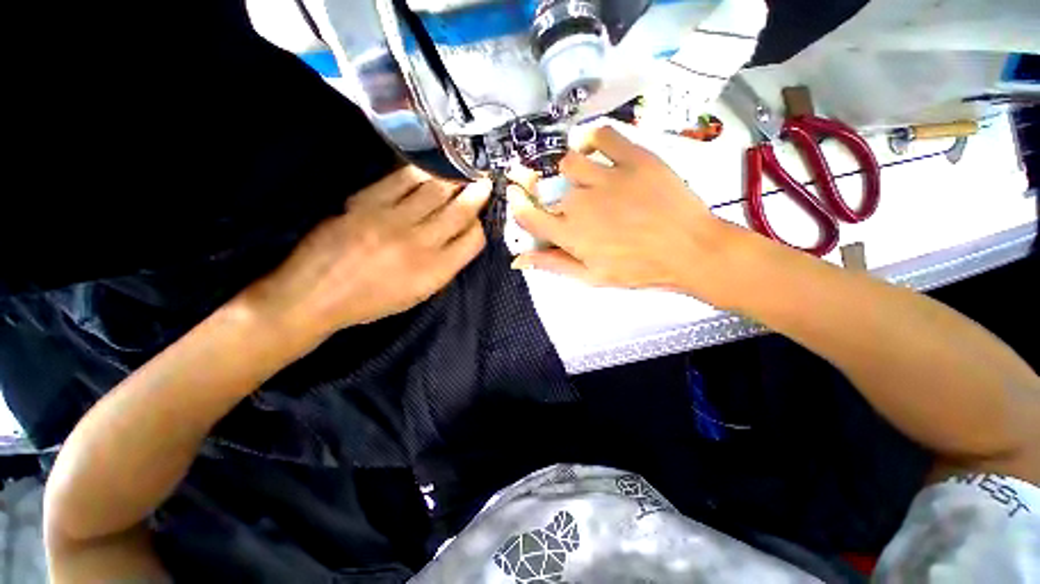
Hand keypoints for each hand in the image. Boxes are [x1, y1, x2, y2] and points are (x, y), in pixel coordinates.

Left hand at [246, 166, 490, 346]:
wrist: (315, 294)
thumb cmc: (372, 302)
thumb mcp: (418, 295)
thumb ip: (443, 267)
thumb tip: (457, 238)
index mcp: (435, 271)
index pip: (473, 241)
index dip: (479, 227)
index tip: (478, 219)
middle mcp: (421, 244)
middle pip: (459, 212)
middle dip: (476, 195)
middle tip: (484, 181)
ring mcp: (393, 220)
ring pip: (435, 191)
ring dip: (453, 179)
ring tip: (462, 170)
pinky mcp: (367, 203)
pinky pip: (402, 180)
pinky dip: (420, 171)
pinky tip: (429, 167)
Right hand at [509, 125, 732, 300]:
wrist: (690, 250)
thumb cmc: (640, 269)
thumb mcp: (592, 277)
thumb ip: (554, 265)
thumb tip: (519, 260)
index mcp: (570, 234)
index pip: (529, 216)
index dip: (521, 208)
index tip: (521, 202)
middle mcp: (580, 203)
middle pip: (552, 193)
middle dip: (560, 202)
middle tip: (585, 212)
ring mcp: (606, 177)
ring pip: (570, 162)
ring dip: (573, 173)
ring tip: (590, 182)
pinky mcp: (633, 158)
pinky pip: (603, 135)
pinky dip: (596, 139)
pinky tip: (600, 152)